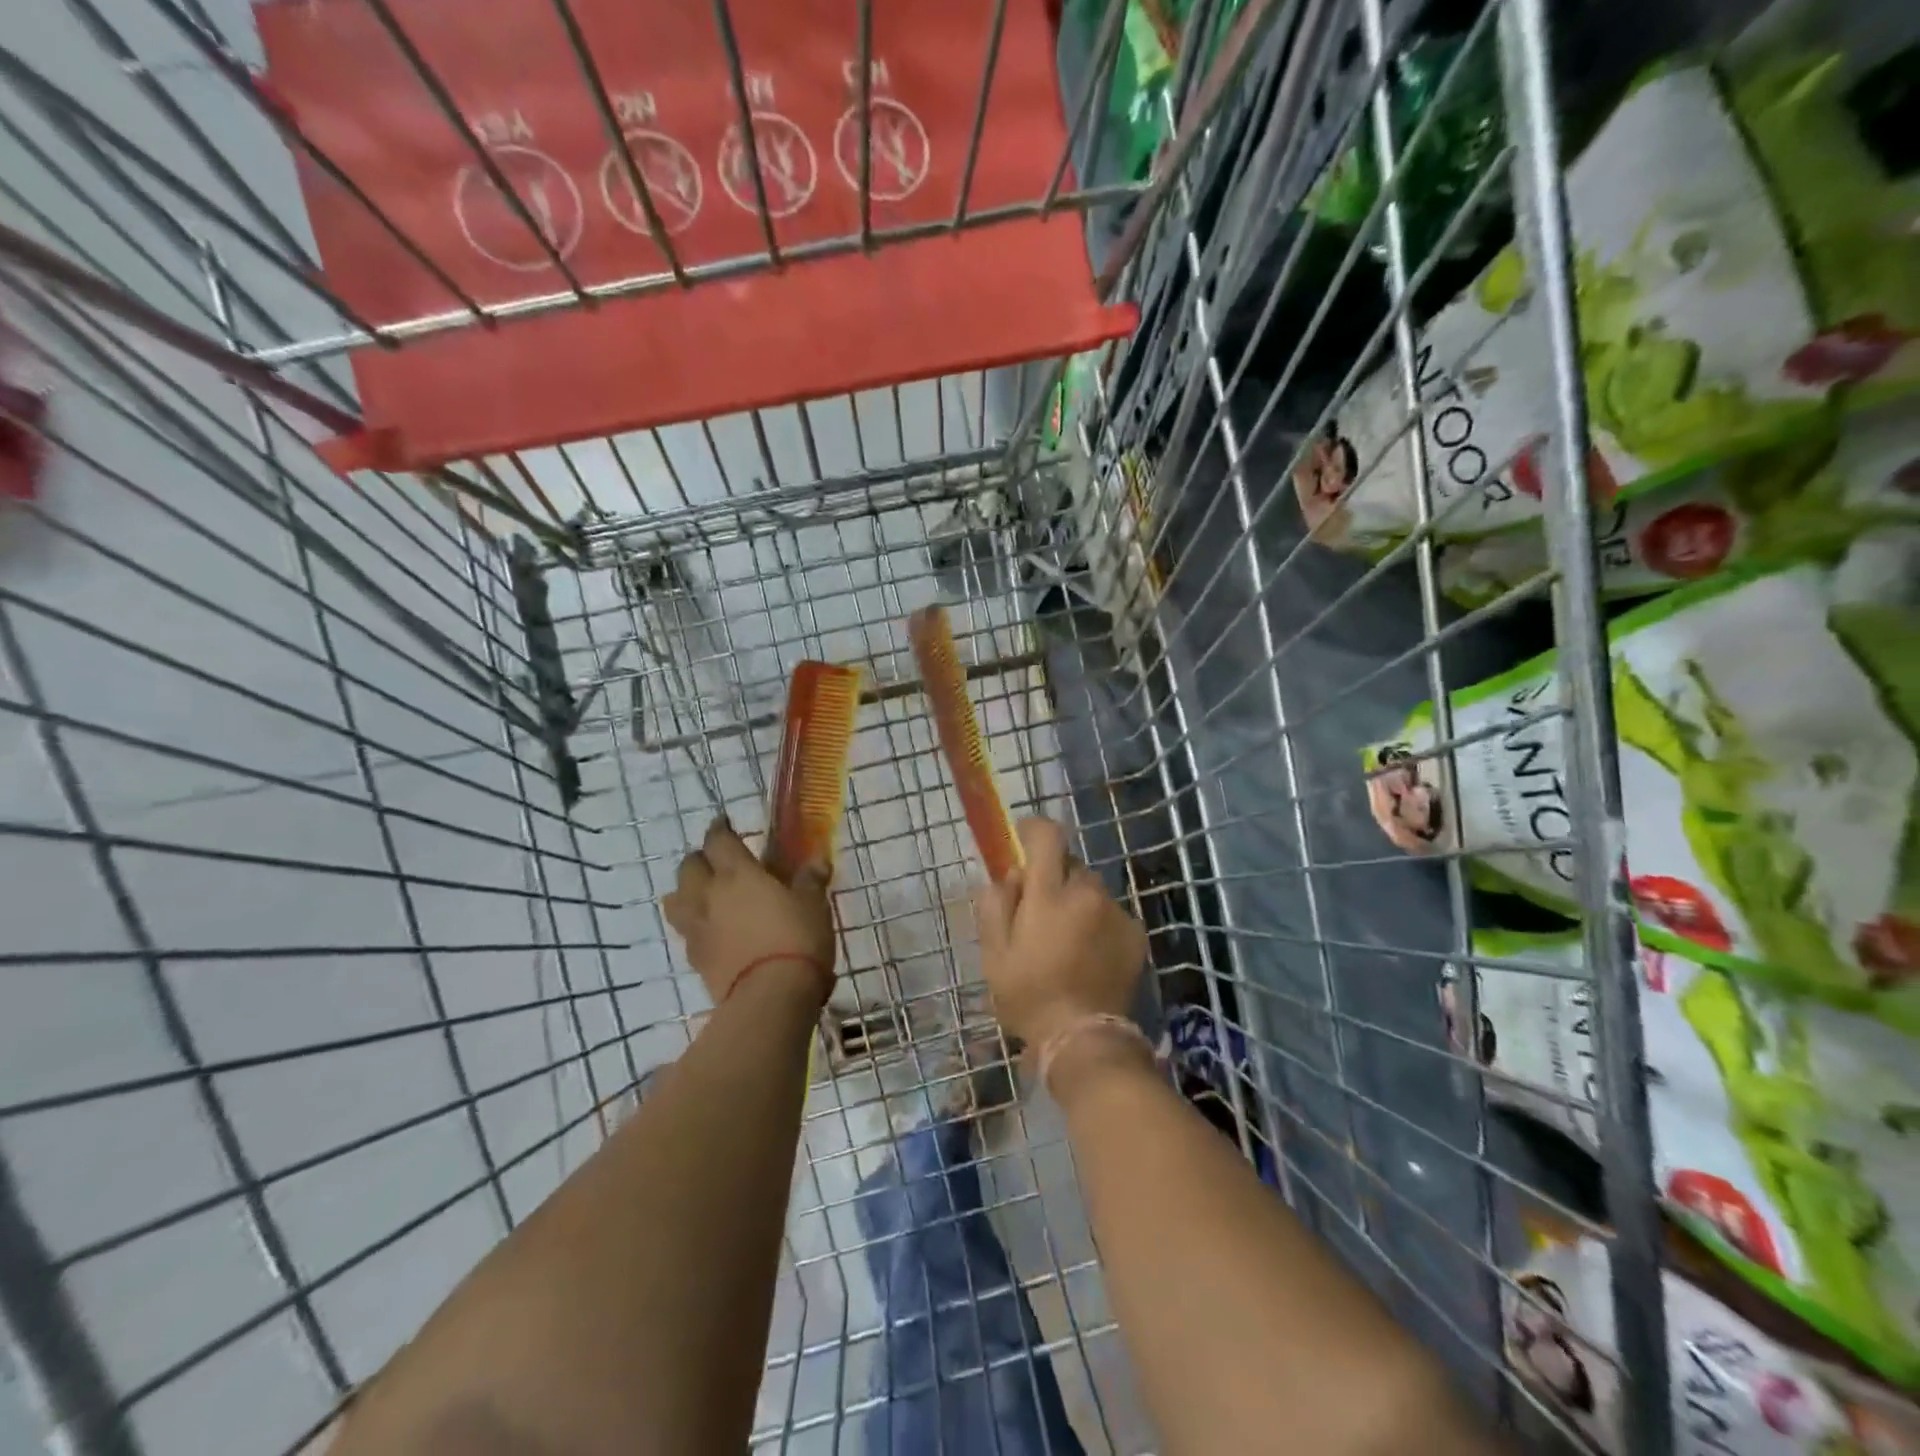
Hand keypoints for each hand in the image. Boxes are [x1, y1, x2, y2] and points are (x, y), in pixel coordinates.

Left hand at [662, 818, 835, 1005]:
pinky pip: (686, 930)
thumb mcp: (813, 904)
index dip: (720, 829)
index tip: (725, 823)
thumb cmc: (796, 939)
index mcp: (737, 873)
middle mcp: (709, 895)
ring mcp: (697, 928)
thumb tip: (816, 860)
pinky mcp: (695, 958)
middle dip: (700, 859)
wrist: (770, 997)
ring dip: (687, 890)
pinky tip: (712, 929)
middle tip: (719, 861)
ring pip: (675, 898)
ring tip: (705, 894)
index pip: (717, 840)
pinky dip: (695, 923)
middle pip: (688, 866)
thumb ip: (810, 879)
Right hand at [976, 816, 1147, 1049]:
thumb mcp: (994, 952)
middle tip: (1039, 912)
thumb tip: (1012, 874)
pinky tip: (1089, 955)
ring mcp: (1117, 912)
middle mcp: (1088, 892)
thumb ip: (997, 902)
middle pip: (1069, 864)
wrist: (1084, 1039)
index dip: (1032, 830)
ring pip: (1091, 889)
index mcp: (1049, 893)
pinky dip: (1097, 922)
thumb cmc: (1029, 994)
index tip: (1022, 840)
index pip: (1047, 836)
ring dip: (1077, 901)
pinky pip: (1110, 912)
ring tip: (1067, 940)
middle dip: (1053, 878)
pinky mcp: (1136, 933)